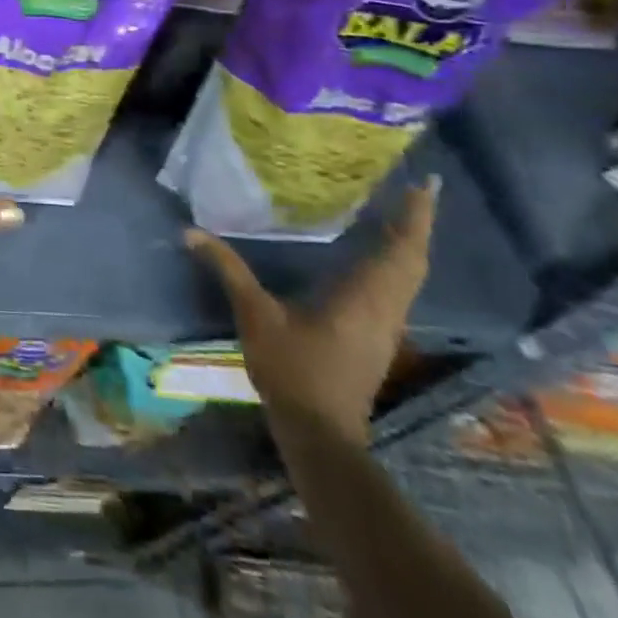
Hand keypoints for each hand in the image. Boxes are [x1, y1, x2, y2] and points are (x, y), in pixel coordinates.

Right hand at [184, 177, 438, 446]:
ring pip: (410, 278)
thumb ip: (228, 270)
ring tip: (401, 216)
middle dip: (417, 225)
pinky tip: (379, 261)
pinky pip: (398, 291)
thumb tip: (190, 232)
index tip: (426, 183)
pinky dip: (397, 267)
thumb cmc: (292, 370)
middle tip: (416, 191)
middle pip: (413, 261)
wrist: (320, 434)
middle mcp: (386, 308)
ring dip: (409, 246)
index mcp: (364, 297)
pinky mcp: (379, 340)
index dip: (415, 216)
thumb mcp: (254, 315)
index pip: (401, 249)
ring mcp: (387, 328)